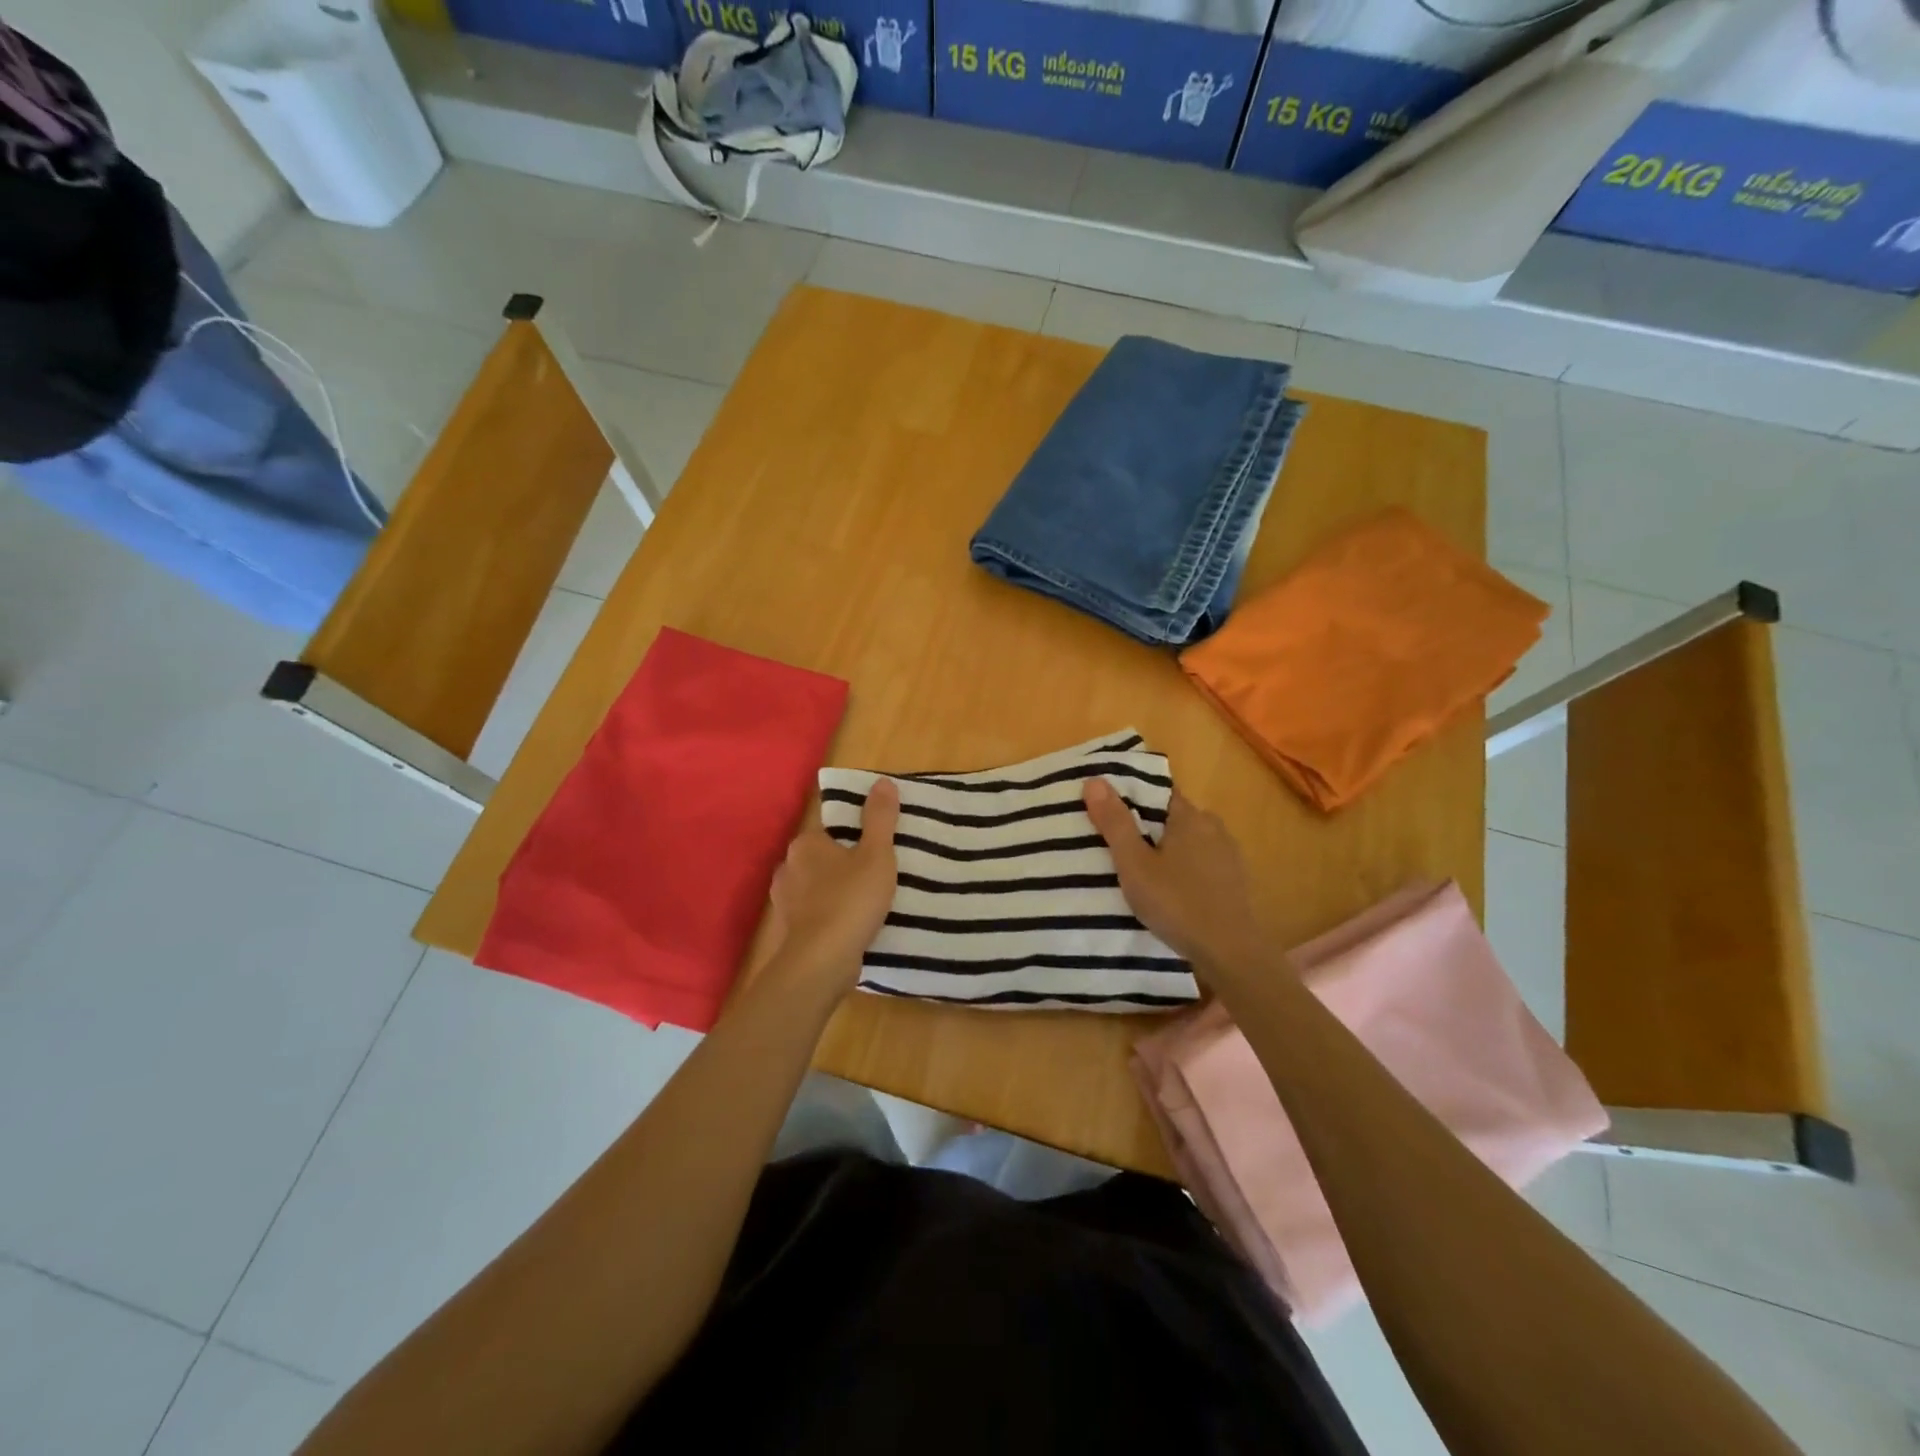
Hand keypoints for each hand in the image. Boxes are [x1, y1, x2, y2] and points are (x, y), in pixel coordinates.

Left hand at [764, 779, 899, 1000]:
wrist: (821, 962)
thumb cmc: (850, 900)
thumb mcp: (876, 854)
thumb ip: (880, 818)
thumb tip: (881, 781)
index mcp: (805, 843)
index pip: (829, 824)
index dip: (853, 827)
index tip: (876, 837)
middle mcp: (789, 867)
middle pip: (822, 854)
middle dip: (845, 859)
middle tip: (878, 865)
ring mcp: (785, 901)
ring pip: (817, 884)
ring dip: (837, 887)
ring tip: (869, 895)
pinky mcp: (791, 929)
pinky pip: (816, 911)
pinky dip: (832, 912)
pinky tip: (853, 921)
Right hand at [1083, 778, 1264, 978]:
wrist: (1231, 953)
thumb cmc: (1177, 903)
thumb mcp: (1134, 864)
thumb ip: (1115, 823)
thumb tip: (1094, 780)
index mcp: (1190, 816)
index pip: (1157, 793)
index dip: (1131, 797)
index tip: (1107, 811)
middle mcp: (1213, 826)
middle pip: (1171, 817)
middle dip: (1145, 827)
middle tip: (1115, 845)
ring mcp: (1228, 854)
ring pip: (1187, 841)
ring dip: (1165, 850)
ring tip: (1137, 869)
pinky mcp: (1234, 880)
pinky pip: (1200, 863)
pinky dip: (1182, 868)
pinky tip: (1168, 889)